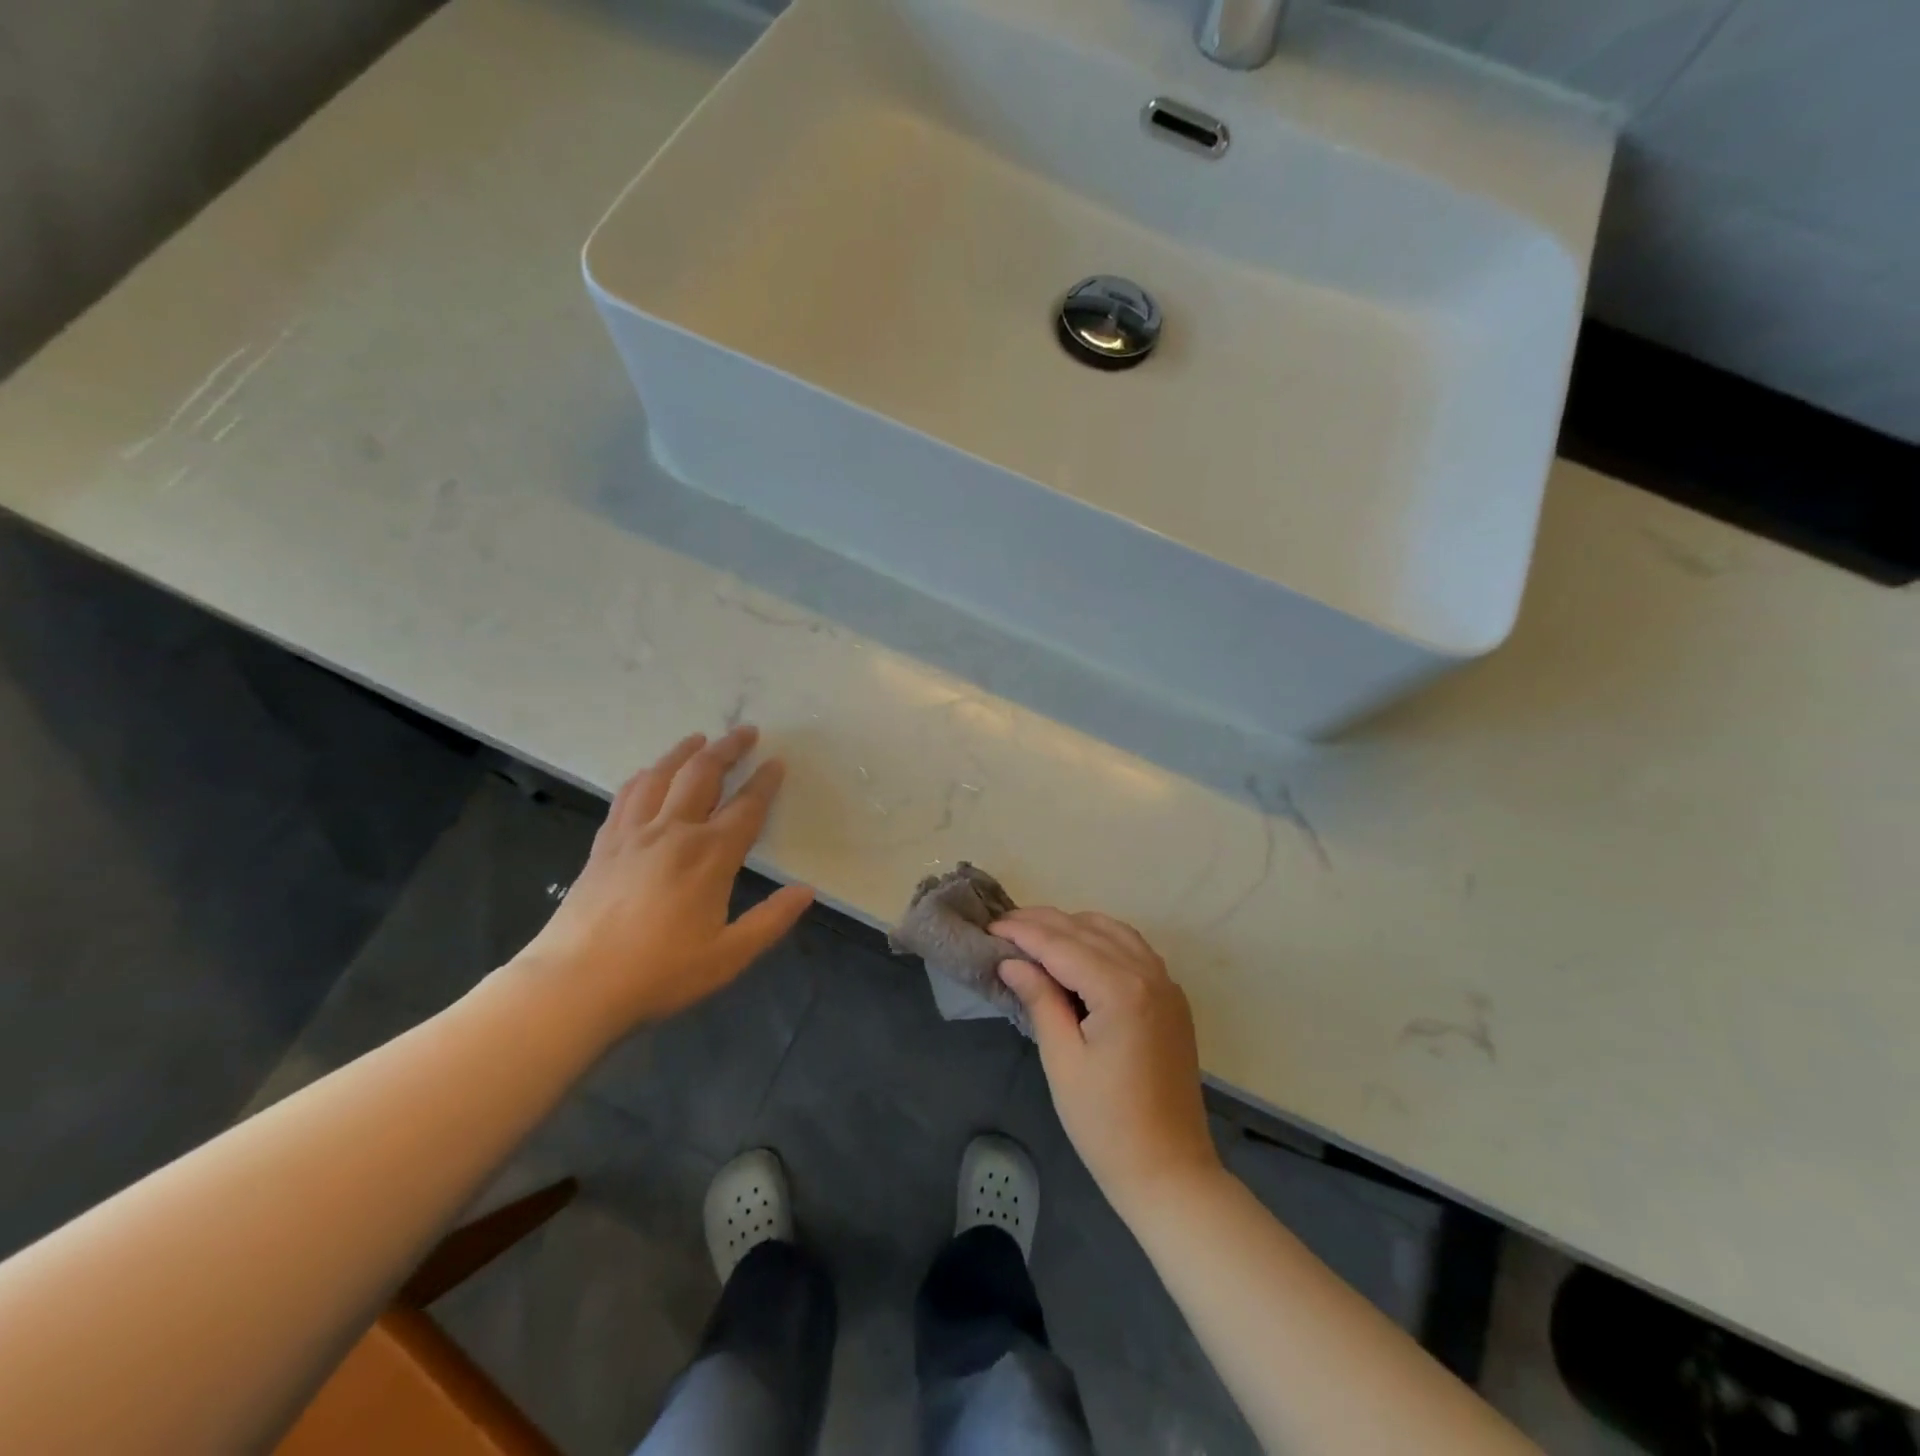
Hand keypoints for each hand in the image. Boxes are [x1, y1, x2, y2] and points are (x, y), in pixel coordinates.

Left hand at [508, 726, 813, 1037]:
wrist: (573, 984)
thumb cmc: (659, 973)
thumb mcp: (728, 956)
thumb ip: (771, 920)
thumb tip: (806, 892)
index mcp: (710, 856)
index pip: (746, 807)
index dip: (765, 782)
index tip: (777, 762)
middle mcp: (673, 832)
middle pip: (702, 775)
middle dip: (727, 749)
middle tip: (745, 731)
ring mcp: (633, 834)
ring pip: (661, 776)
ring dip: (684, 752)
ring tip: (699, 738)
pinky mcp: (604, 845)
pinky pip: (626, 795)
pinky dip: (644, 776)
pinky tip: (648, 774)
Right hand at [996, 909, 1221, 1212]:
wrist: (1170, 1171)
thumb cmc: (1106, 1124)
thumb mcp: (1063, 1060)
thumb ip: (1040, 1000)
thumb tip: (1012, 961)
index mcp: (1121, 990)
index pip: (1062, 944)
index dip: (1024, 932)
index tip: (991, 926)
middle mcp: (1149, 973)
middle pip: (1087, 930)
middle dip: (1044, 923)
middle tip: (1004, 927)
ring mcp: (1166, 983)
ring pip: (1113, 932)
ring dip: (1073, 927)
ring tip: (1035, 935)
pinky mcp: (1172, 998)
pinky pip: (1133, 949)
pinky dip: (1102, 940)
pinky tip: (1078, 952)